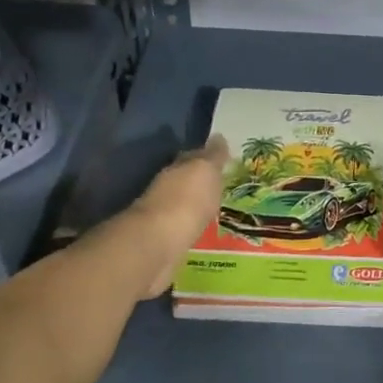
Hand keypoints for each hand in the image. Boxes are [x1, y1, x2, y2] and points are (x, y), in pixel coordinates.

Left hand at [118, 135, 228, 298]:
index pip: (193, 156)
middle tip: (224, 184)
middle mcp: (167, 188)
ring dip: (197, 205)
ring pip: (185, 205)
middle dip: (202, 182)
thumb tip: (218, 137)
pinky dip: (192, 226)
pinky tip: (204, 230)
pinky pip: (183, 228)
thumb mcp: (205, 171)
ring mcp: (163, 216)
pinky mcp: (164, 241)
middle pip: (186, 181)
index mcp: (177, 168)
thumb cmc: (186, 201)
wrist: (158, 245)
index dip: (208, 156)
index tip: (224, 158)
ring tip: (217, 209)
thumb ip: (213, 156)